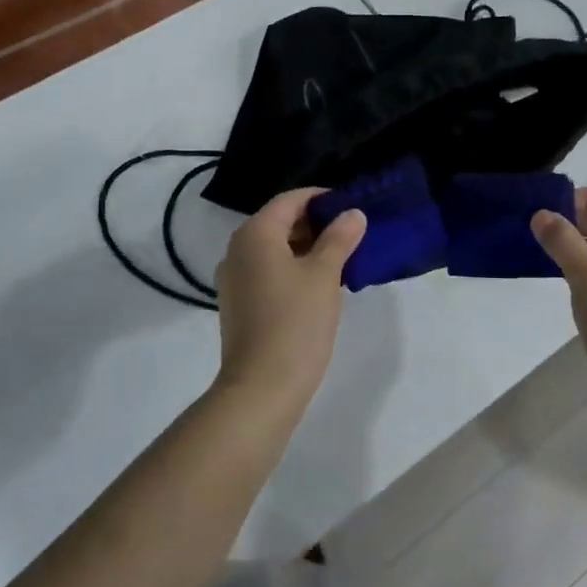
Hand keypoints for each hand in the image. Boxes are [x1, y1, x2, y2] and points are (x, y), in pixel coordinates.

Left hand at [215, 188, 366, 409]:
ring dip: (306, 248)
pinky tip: (319, 286)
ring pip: (274, 249)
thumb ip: (339, 238)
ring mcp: (234, 279)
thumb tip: (352, 213)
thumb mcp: (324, 275)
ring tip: (342, 259)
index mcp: (255, 234)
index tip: (352, 207)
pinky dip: (292, 269)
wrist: (261, 387)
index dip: (321, 199)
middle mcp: (237, 250)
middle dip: (316, 224)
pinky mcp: (238, 304)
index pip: (290, 200)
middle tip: (352, 234)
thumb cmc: (295, 322)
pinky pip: (267, 272)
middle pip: (279, 222)